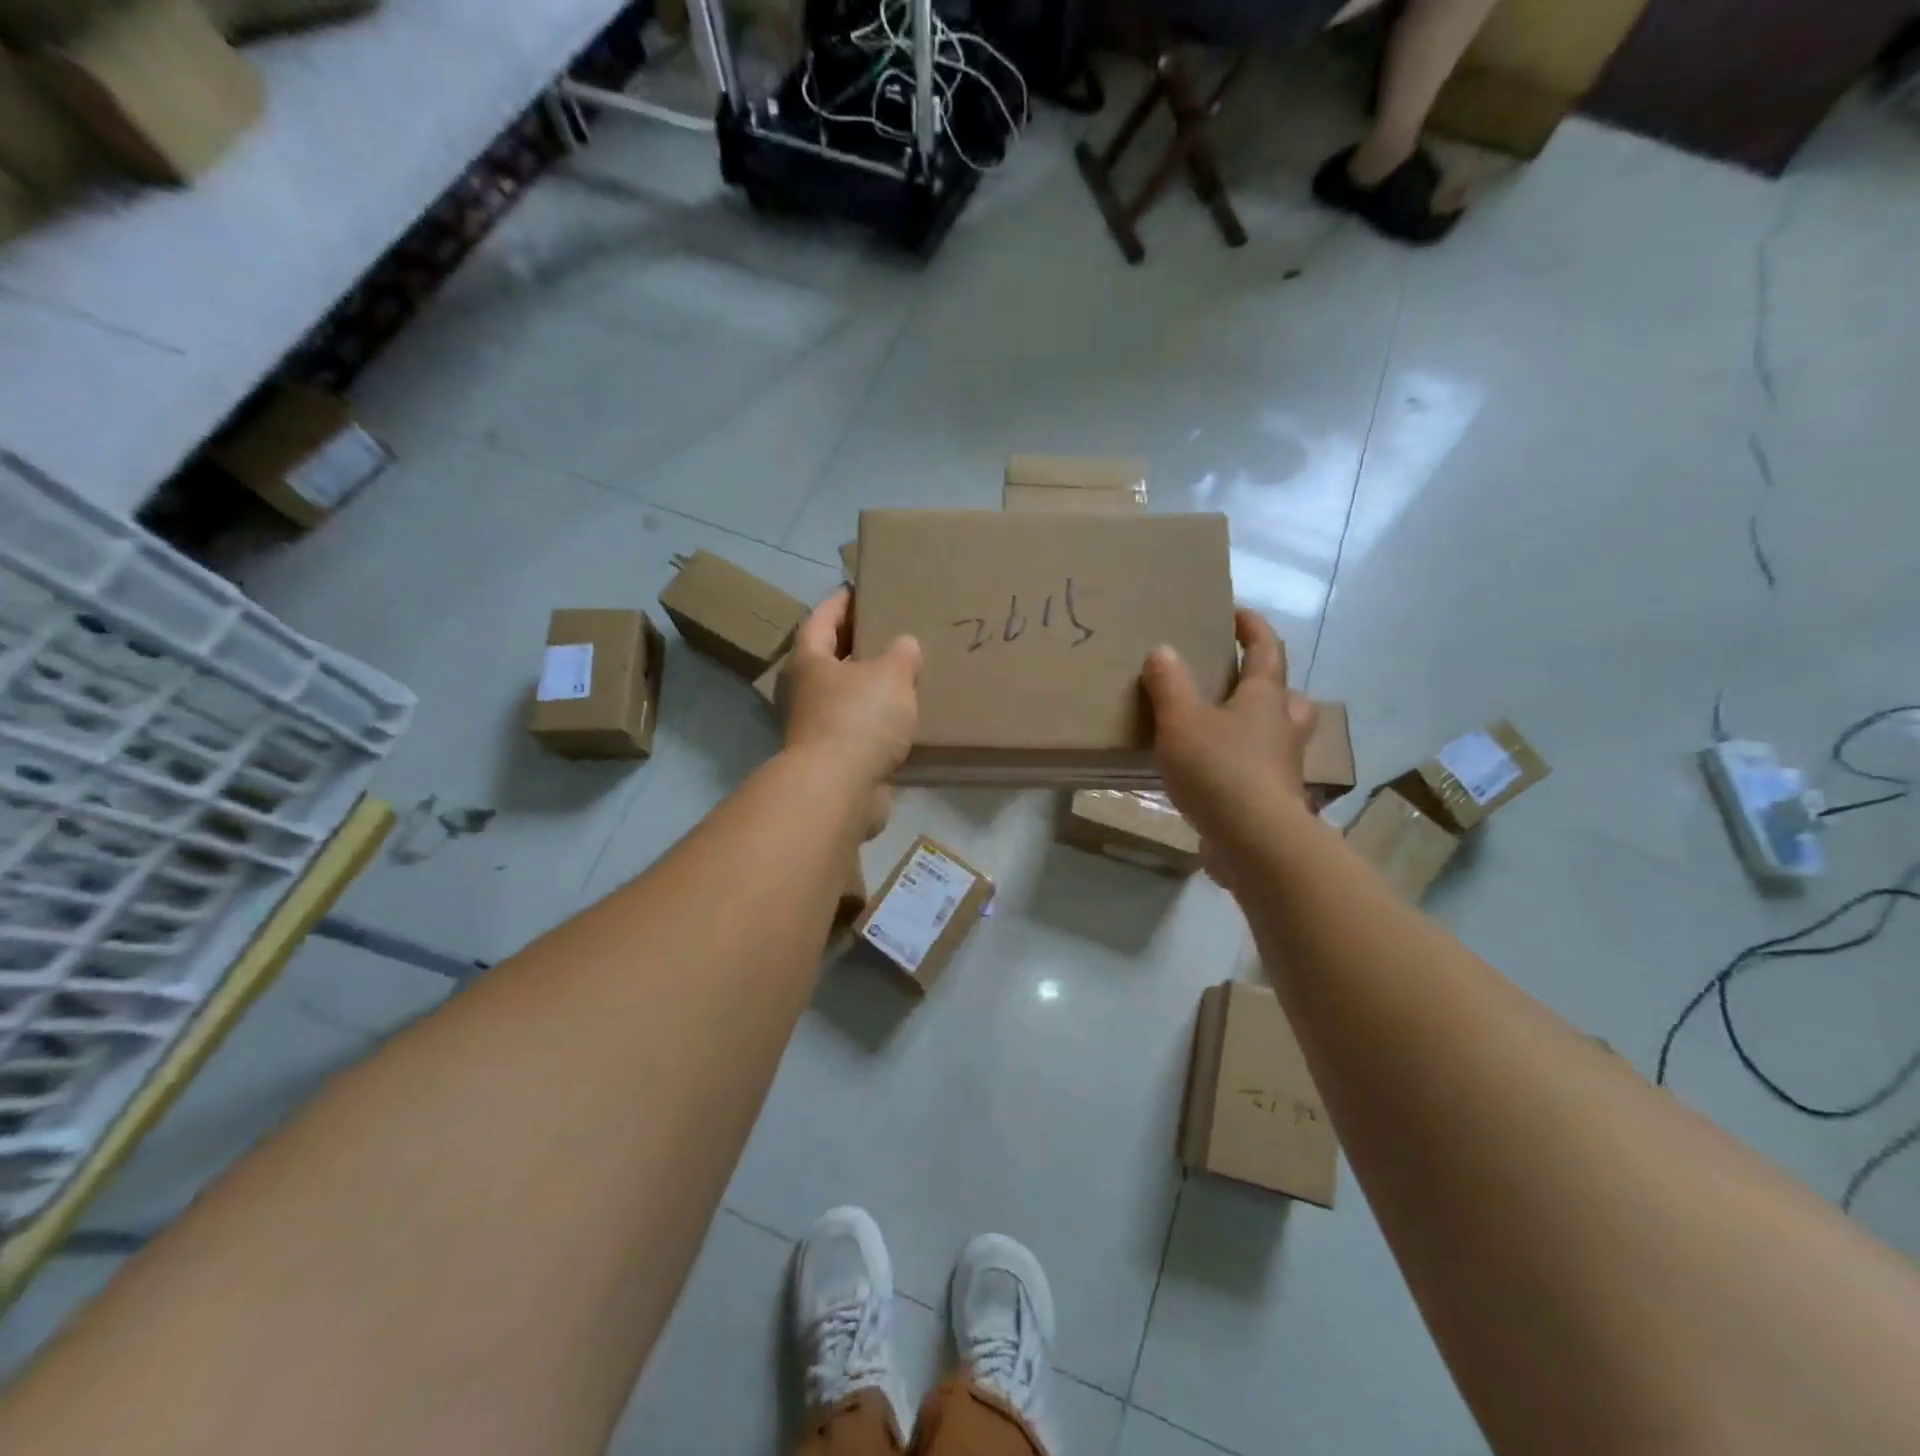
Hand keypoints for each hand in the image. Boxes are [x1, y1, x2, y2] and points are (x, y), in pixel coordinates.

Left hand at [784, 588, 919, 837]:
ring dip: (872, 685)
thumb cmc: (859, 718)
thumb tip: (904, 645)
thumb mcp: (890, 674)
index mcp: (811, 660)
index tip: (859, 588)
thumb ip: (901, 654)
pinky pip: (862, 728)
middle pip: (832, 657)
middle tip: (892, 627)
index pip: (821, 618)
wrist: (840, 789)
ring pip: (848, 695)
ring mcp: (819, 727)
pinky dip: (880, 720)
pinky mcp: (837, 758)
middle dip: (859, 643)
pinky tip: (906, 716)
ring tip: (906, 672)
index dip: (840, 601)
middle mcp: (807, 691)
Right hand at [1142, 608, 1316, 875]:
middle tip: (1238, 680)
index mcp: (1265, 698)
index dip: (1252, 627)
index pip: (1266, 650)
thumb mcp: (1182, 721)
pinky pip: (1261, 771)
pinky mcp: (1272, 800)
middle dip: (1266, 682)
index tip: (1236, 613)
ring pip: (1279, 735)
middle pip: (1286, 695)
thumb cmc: (1220, 770)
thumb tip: (1162, 650)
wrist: (1255, 842)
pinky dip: (1243, 765)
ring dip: (1260, 725)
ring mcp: (1282, 767)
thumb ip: (1169, 685)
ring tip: (1224, 728)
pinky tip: (1213, 774)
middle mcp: (1282, 728)